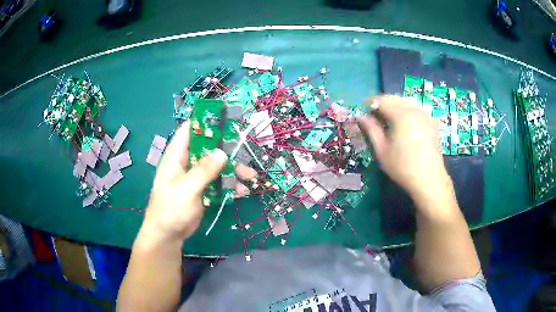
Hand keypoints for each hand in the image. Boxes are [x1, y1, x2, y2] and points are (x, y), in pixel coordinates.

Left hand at [142, 122, 255, 241]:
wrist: (168, 234)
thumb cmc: (170, 209)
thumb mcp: (186, 189)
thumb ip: (203, 171)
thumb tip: (222, 153)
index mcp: (177, 156)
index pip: (189, 130)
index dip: (204, 121)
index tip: (224, 118)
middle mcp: (187, 163)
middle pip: (208, 148)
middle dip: (227, 150)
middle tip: (245, 152)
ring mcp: (196, 177)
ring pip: (217, 166)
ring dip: (233, 170)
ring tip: (251, 177)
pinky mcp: (203, 190)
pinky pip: (219, 182)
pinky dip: (230, 185)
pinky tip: (242, 191)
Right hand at [358, 95, 449, 198]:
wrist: (428, 179)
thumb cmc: (402, 167)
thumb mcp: (382, 150)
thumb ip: (371, 129)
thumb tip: (360, 116)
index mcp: (401, 115)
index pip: (382, 100)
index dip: (370, 103)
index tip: (363, 112)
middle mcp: (415, 109)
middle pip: (394, 98)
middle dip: (383, 103)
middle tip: (374, 116)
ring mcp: (425, 114)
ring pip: (406, 101)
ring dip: (395, 105)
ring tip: (388, 119)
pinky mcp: (432, 121)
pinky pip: (416, 107)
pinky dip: (407, 109)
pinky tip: (404, 122)